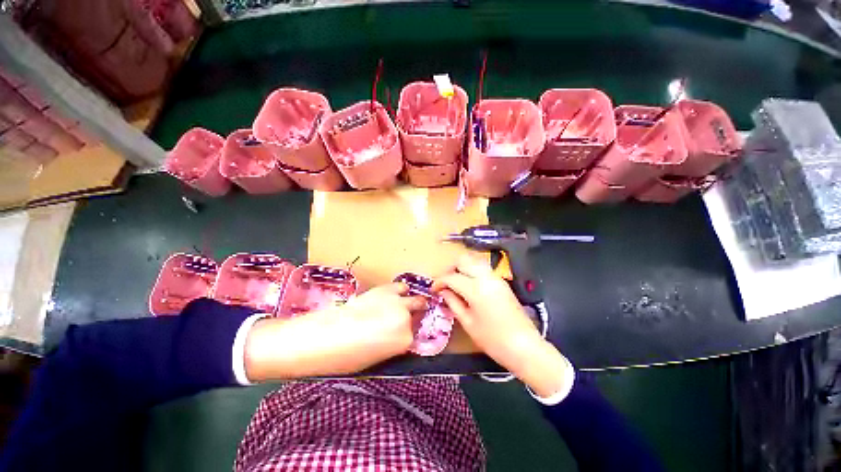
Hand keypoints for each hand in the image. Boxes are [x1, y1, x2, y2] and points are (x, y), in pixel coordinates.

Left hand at [244, 283, 424, 380]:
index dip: (406, 335)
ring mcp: (396, 301)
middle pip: (418, 313)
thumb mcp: (377, 358)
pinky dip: (398, 292)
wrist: (323, 337)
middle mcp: (405, 317)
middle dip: (412, 317)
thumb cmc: (346, 357)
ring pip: (414, 298)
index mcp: (404, 340)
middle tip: (400, 321)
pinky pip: (400, 287)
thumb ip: (394, 344)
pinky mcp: (384, 289)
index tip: (399, 335)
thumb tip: (398, 335)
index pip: (415, 335)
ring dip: (408, 302)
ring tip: (398, 306)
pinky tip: (390, 297)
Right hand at [433, 255, 572, 397]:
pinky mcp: (502, 282)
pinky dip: (472, 271)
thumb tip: (443, 291)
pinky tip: (468, 285)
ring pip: (474, 261)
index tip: (433, 289)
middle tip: (444, 282)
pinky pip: (483, 269)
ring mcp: (496, 278)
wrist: (524, 346)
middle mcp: (486, 277)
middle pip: (463, 260)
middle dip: (450, 268)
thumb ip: (453, 303)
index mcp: (475, 288)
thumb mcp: (468, 323)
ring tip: (455, 282)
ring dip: (462, 267)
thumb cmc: (493, 340)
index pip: (452, 277)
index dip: (439, 281)